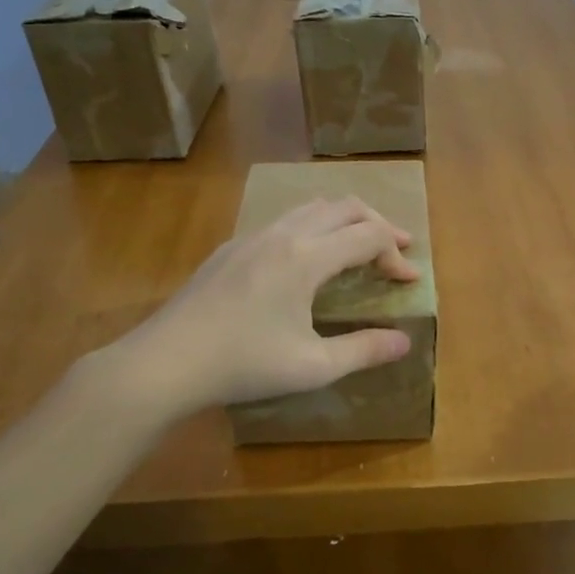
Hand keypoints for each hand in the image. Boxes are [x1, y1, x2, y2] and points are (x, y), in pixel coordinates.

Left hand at [101, 197, 417, 410]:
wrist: (166, 362)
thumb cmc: (244, 365)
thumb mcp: (313, 367)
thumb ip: (364, 350)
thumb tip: (404, 341)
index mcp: (306, 258)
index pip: (368, 235)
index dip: (395, 253)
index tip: (408, 280)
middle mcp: (282, 235)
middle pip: (344, 207)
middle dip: (378, 223)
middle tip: (397, 248)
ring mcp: (252, 237)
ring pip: (310, 208)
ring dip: (343, 221)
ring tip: (358, 246)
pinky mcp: (230, 248)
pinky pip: (282, 221)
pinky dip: (312, 228)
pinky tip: (306, 260)